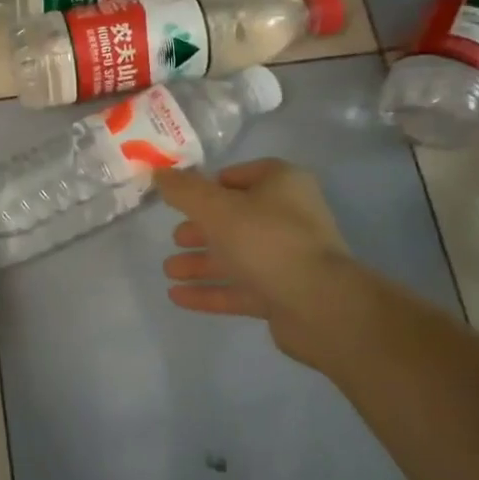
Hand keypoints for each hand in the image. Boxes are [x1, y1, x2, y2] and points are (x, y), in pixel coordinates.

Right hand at [154, 159, 362, 368]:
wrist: (319, 305)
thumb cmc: (266, 240)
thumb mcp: (216, 208)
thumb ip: (184, 191)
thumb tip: (159, 174)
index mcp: (282, 185)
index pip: (240, 175)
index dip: (209, 184)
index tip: (181, 197)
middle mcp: (289, 217)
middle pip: (235, 218)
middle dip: (200, 229)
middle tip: (174, 237)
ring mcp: (288, 258)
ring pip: (236, 255)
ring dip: (201, 262)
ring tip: (169, 270)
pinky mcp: (284, 294)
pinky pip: (240, 288)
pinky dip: (210, 290)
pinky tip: (177, 296)